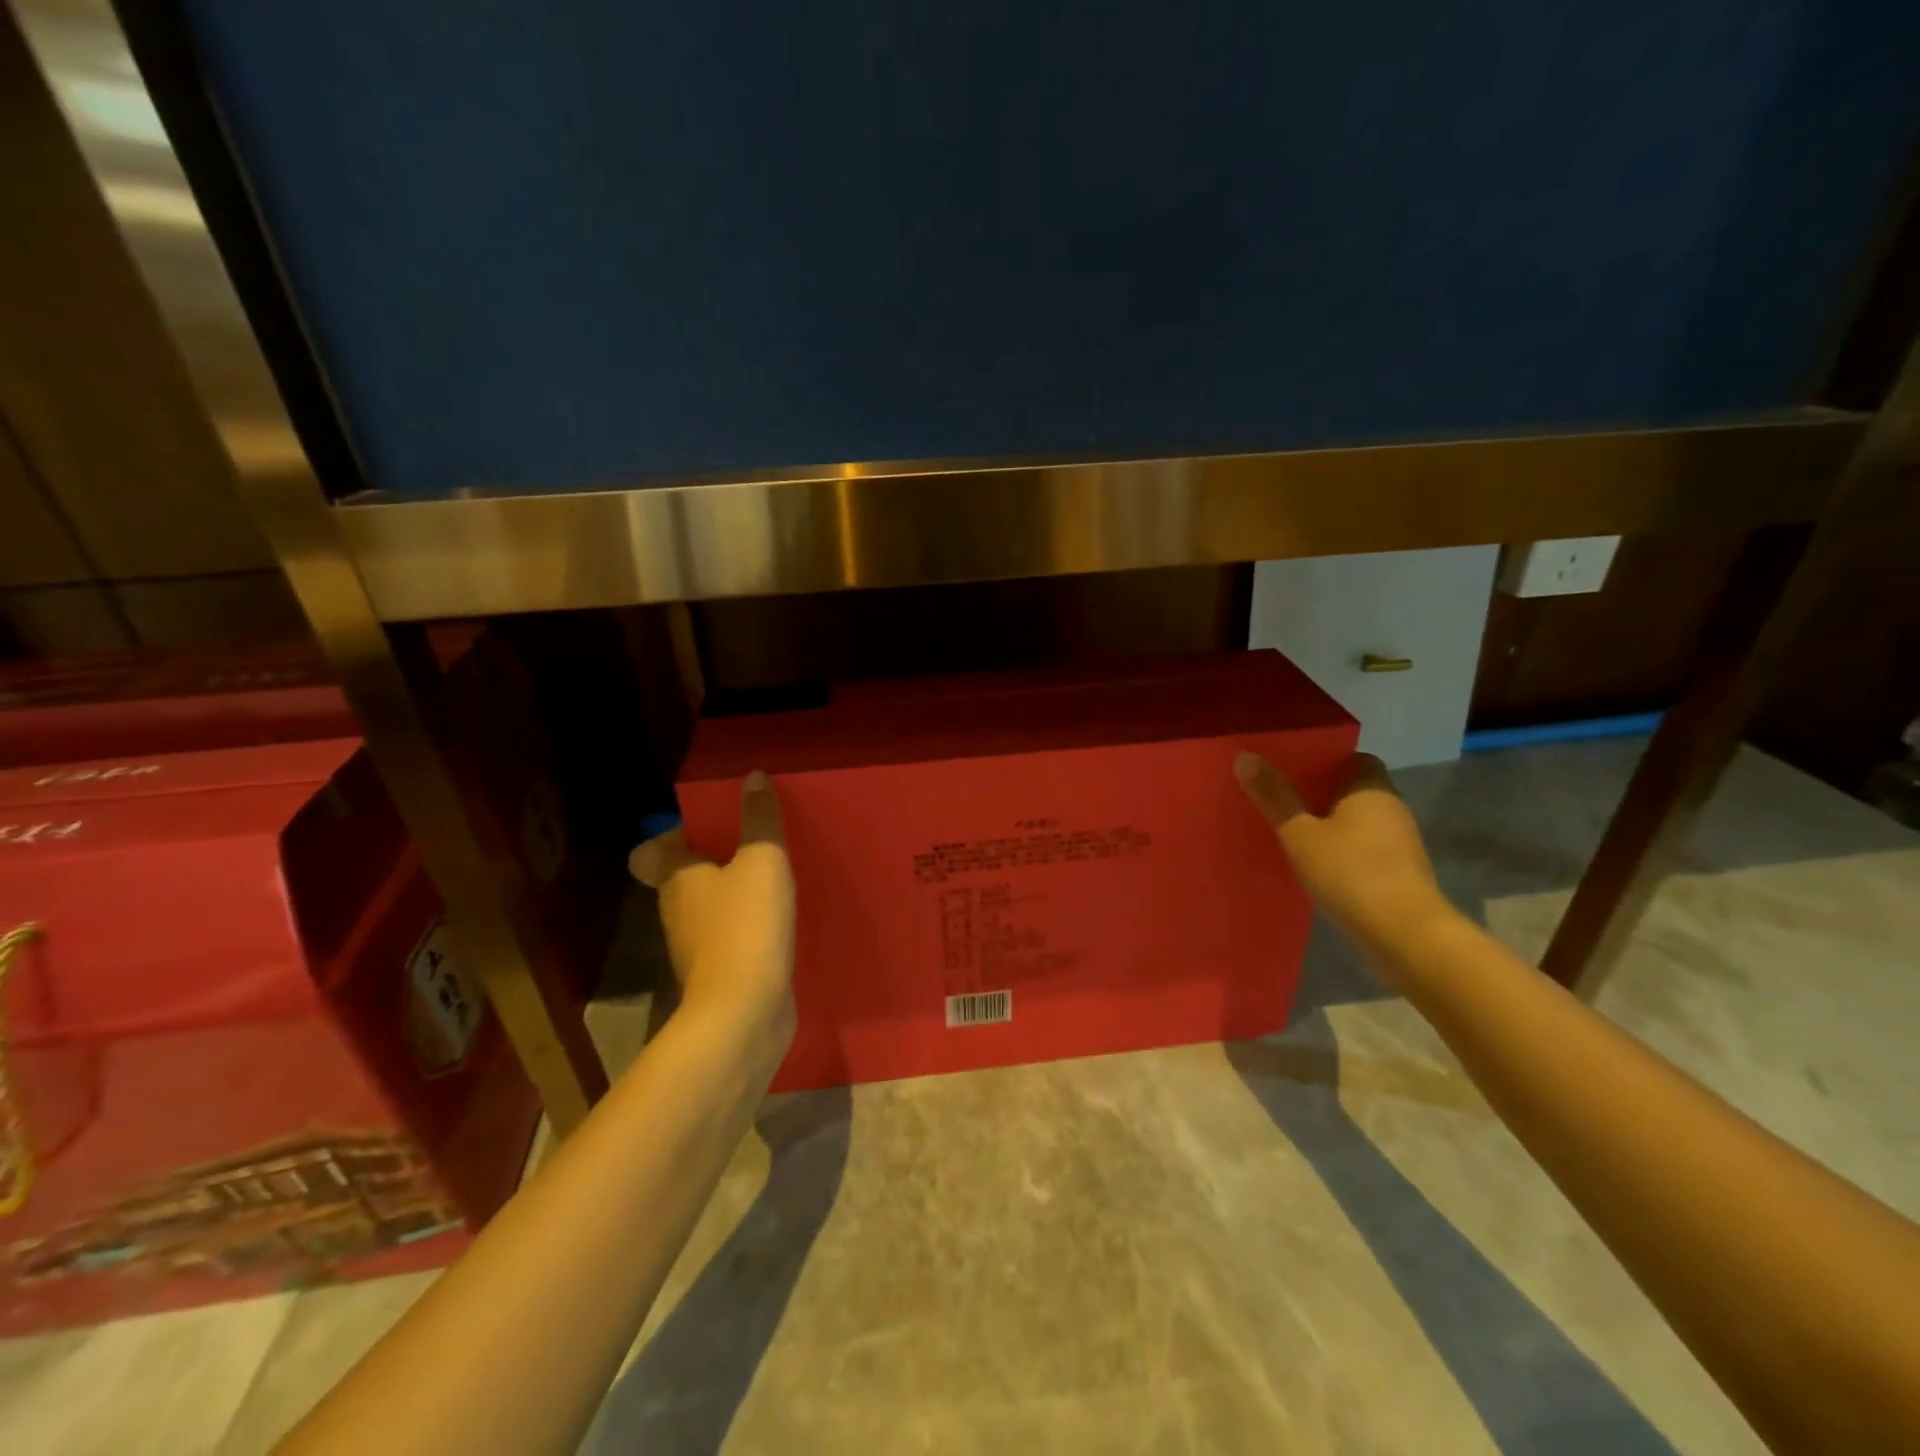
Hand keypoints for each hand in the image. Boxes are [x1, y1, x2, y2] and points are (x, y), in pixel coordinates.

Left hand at [629, 771, 795, 1056]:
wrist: (744, 1012)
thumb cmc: (745, 926)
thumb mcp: (762, 861)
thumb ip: (760, 819)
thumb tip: (752, 777)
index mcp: (676, 879)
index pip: (650, 851)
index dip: (670, 836)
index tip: (707, 826)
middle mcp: (677, 911)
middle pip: (683, 878)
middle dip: (713, 859)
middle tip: (753, 843)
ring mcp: (696, 947)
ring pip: (709, 908)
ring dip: (733, 894)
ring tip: (773, 877)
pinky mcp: (721, 973)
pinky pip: (730, 937)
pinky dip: (748, 926)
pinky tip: (779, 919)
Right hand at [1233, 750, 1454, 964]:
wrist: (1404, 935)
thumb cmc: (1350, 872)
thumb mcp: (1299, 834)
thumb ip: (1274, 797)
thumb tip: (1245, 755)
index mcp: (1372, 789)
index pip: (1354, 759)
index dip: (1325, 762)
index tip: (1293, 770)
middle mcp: (1392, 808)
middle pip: (1355, 790)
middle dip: (1322, 794)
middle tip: (1282, 798)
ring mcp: (1401, 843)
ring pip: (1361, 822)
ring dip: (1333, 825)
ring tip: (1293, 831)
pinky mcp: (1401, 873)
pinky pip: (1366, 849)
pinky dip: (1344, 851)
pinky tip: (1318, 864)